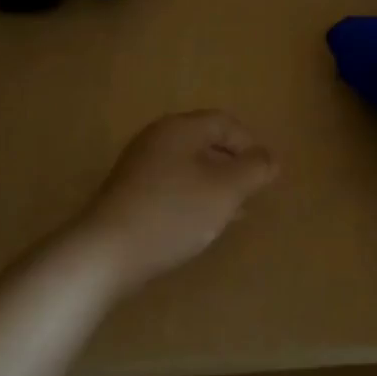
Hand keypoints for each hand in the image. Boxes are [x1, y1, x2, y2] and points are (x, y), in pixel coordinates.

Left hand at [71, 110, 277, 290]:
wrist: (106, 253)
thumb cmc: (173, 213)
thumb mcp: (225, 190)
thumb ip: (254, 170)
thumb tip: (270, 158)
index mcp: (180, 128)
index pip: (225, 122)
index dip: (251, 144)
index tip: (265, 175)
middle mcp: (157, 139)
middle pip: (205, 142)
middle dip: (234, 166)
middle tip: (252, 193)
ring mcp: (139, 167)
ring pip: (189, 167)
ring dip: (215, 185)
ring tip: (234, 212)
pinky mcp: (129, 194)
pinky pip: (172, 186)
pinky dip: (193, 198)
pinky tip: (201, 224)